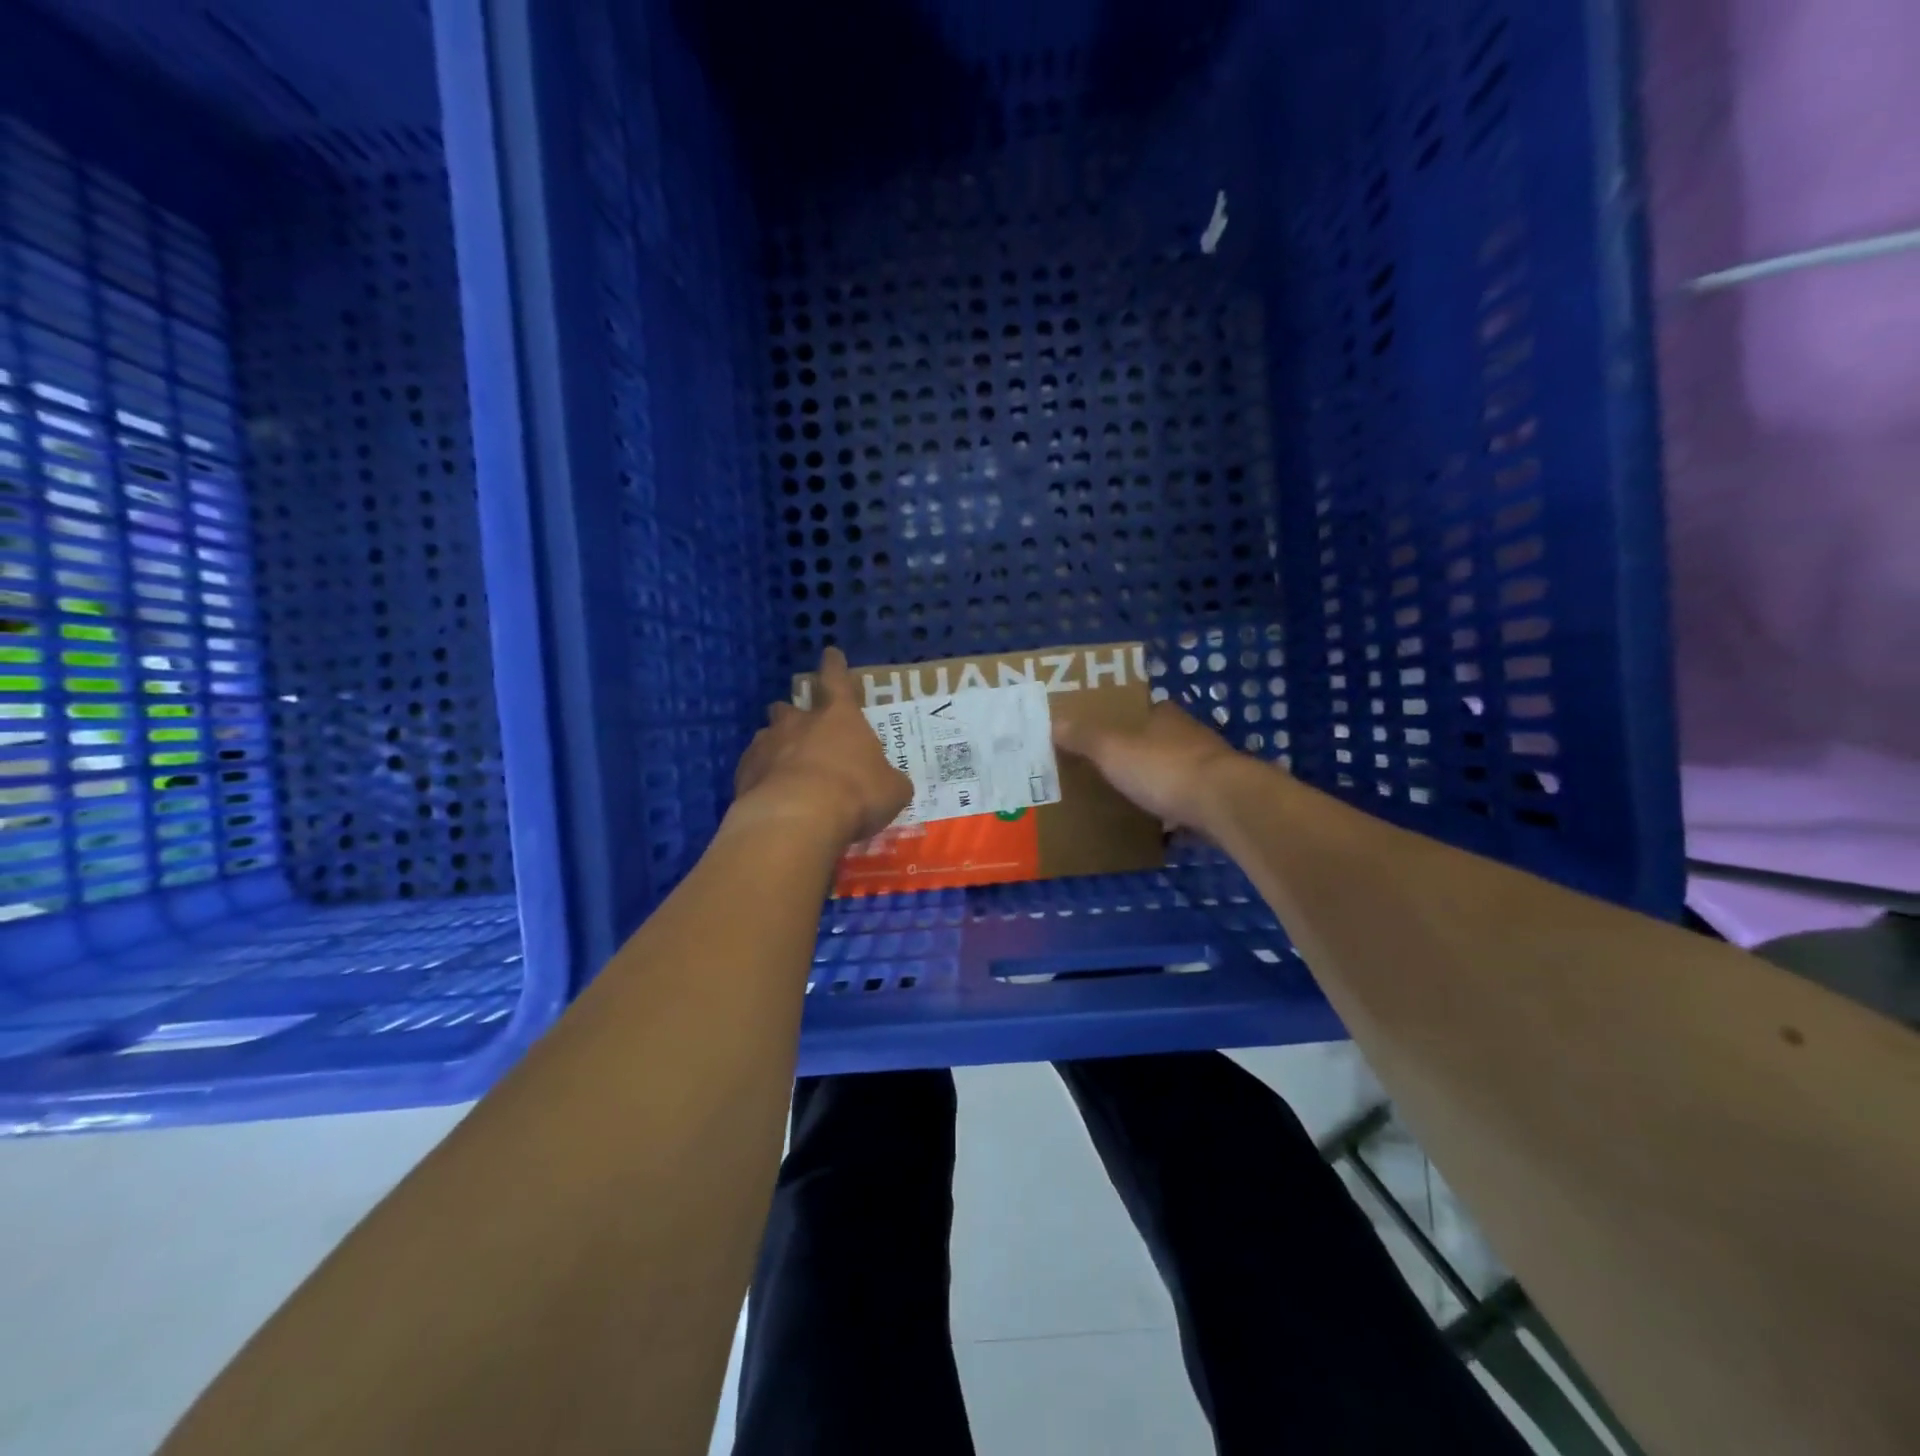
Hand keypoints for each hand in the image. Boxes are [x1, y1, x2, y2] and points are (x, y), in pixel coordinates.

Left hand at [730, 647, 912, 846]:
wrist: (797, 819)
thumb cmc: (855, 794)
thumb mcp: (891, 790)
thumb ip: (888, 780)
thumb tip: (890, 783)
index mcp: (839, 716)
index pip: (836, 679)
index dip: (835, 666)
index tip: (831, 654)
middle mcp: (799, 722)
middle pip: (790, 707)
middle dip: (794, 714)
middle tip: (801, 727)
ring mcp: (766, 744)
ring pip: (767, 735)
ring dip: (776, 745)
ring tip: (783, 766)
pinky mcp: (744, 772)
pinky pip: (753, 767)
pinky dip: (761, 776)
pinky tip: (769, 795)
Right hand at [1053, 700, 1244, 832]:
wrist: (1224, 804)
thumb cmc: (1163, 768)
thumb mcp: (1112, 750)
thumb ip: (1084, 737)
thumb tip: (1055, 721)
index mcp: (1166, 717)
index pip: (1143, 710)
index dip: (1123, 721)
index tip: (1103, 735)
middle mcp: (1191, 736)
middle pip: (1160, 742)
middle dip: (1140, 756)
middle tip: (1111, 772)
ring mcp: (1210, 769)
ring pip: (1176, 774)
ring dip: (1160, 785)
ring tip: (1131, 802)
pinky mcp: (1221, 800)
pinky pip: (1190, 805)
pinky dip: (1176, 815)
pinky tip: (1161, 832)